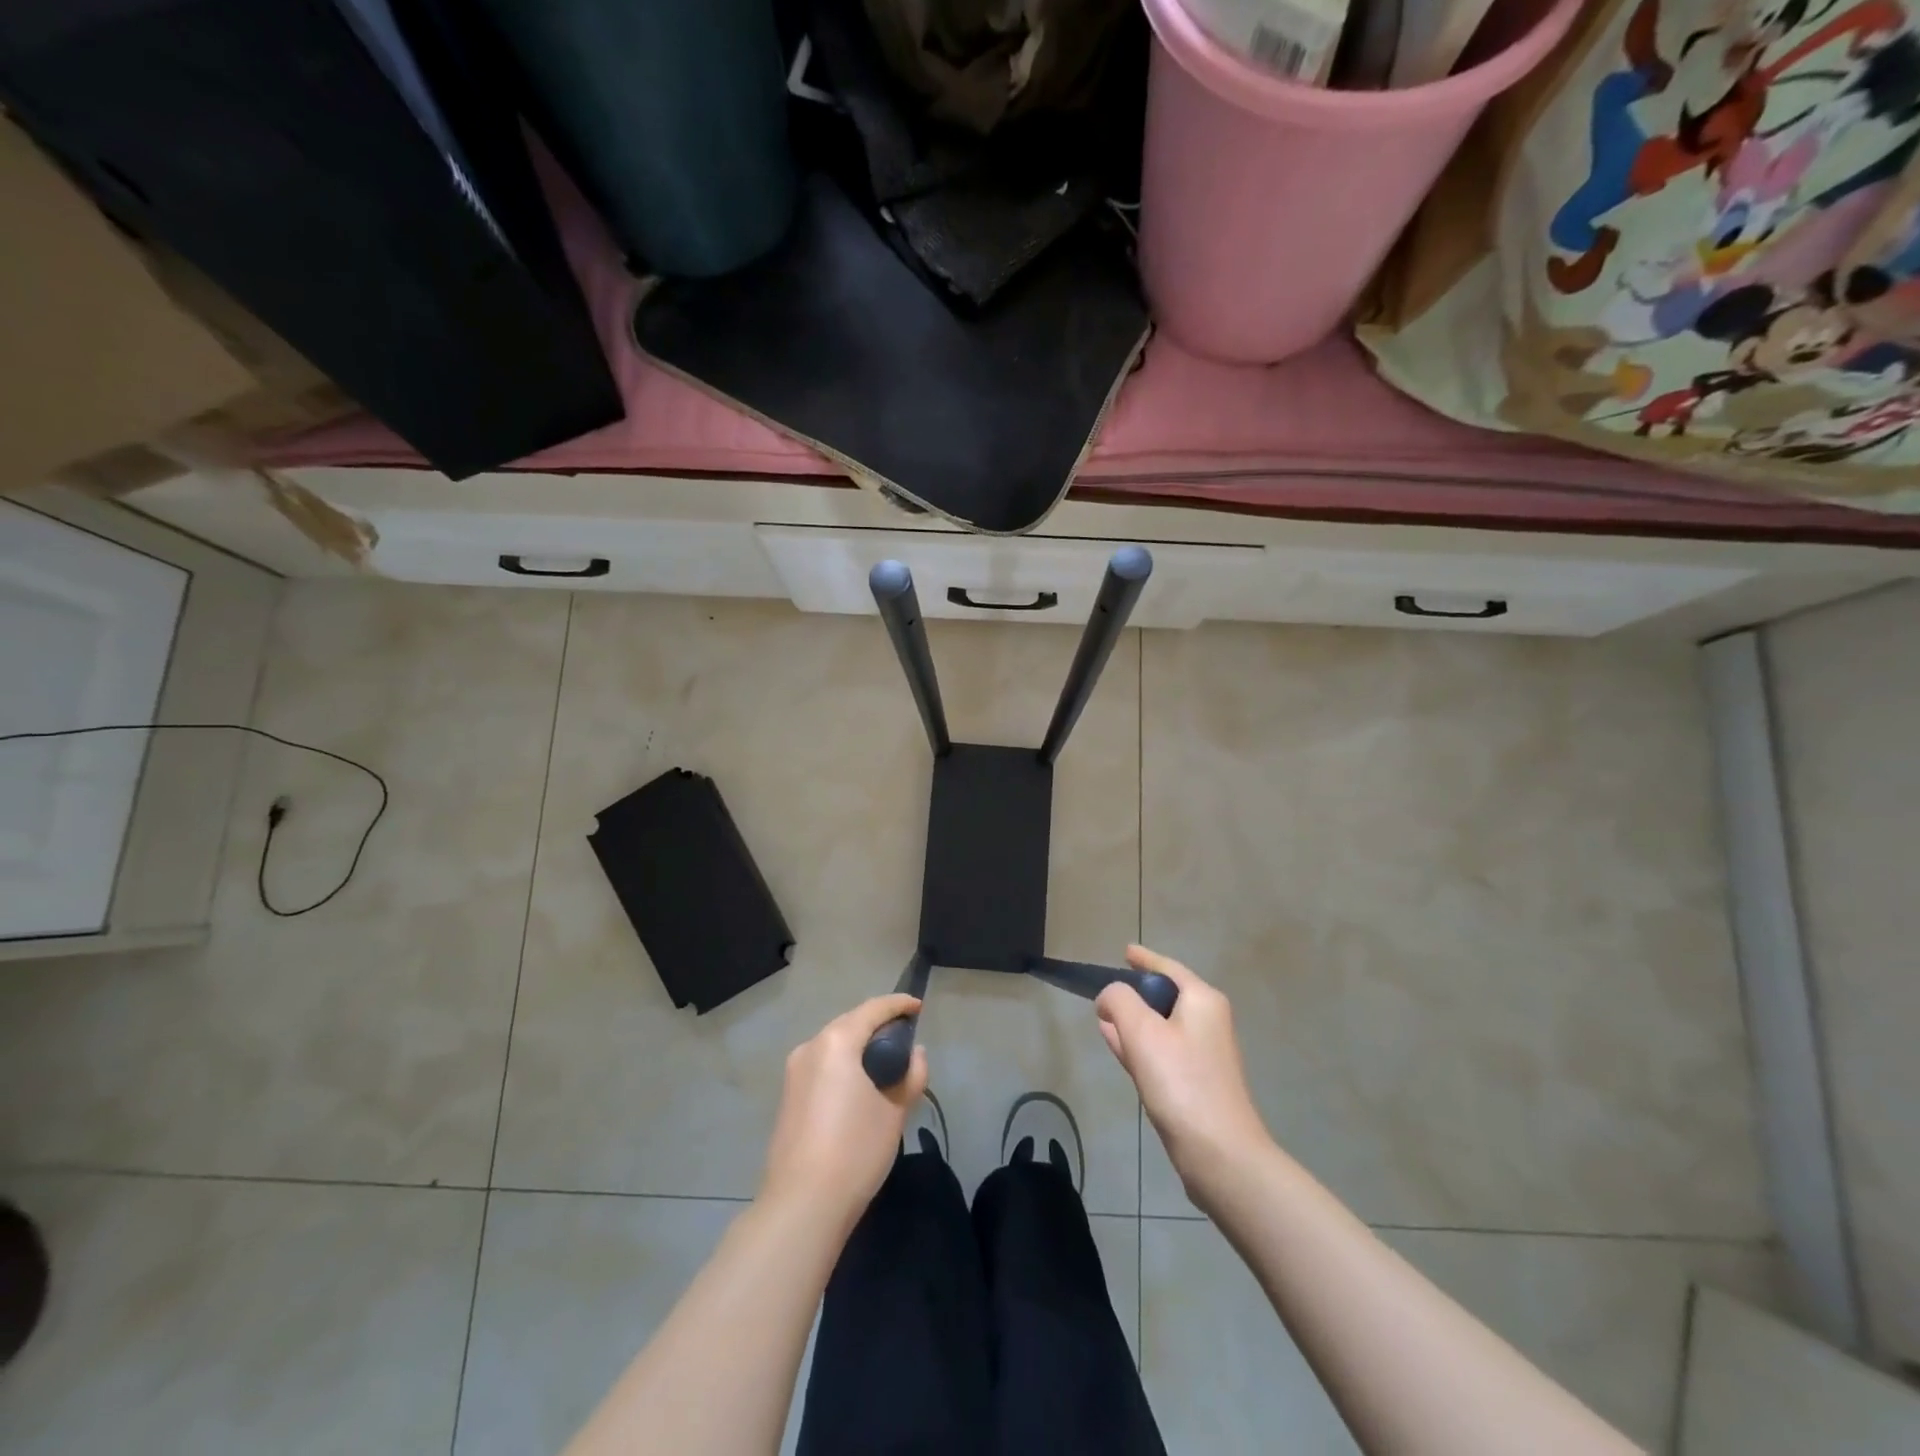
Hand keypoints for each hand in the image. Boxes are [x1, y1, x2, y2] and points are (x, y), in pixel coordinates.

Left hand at [758, 994, 927, 1229]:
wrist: (801, 1205)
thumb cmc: (855, 1151)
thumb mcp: (894, 1112)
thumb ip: (911, 1075)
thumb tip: (916, 1054)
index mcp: (836, 1042)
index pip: (873, 1009)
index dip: (898, 1004)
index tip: (919, 1007)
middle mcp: (810, 1047)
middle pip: (850, 1023)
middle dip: (877, 1024)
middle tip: (905, 1036)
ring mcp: (794, 1072)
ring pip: (833, 1044)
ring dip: (858, 1045)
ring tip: (885, 1061)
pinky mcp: (788, 1096)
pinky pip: (822, 1065)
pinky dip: (843, 1064)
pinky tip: (859, 1084)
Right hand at [1096, 946, 1270, 1198]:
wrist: (1220, 1154)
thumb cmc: (1181, 1082)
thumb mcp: (1141, 1031)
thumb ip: (1119, 1001)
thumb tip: (1110, 997)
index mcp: (1202, 1001)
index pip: (1168, 968)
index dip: (1144, 958)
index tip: (1124, 952)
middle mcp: (1209, 1022)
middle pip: (1166, 996)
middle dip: (1136, 994)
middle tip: (1106, 992)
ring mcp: (1204, 1055)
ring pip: (1161, 1026)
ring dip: (1134, 1022)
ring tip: (1105, 1020)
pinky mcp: (1197, 1084)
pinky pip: (1163, 1052)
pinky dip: (1140, 1046)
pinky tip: (1119, 1049)